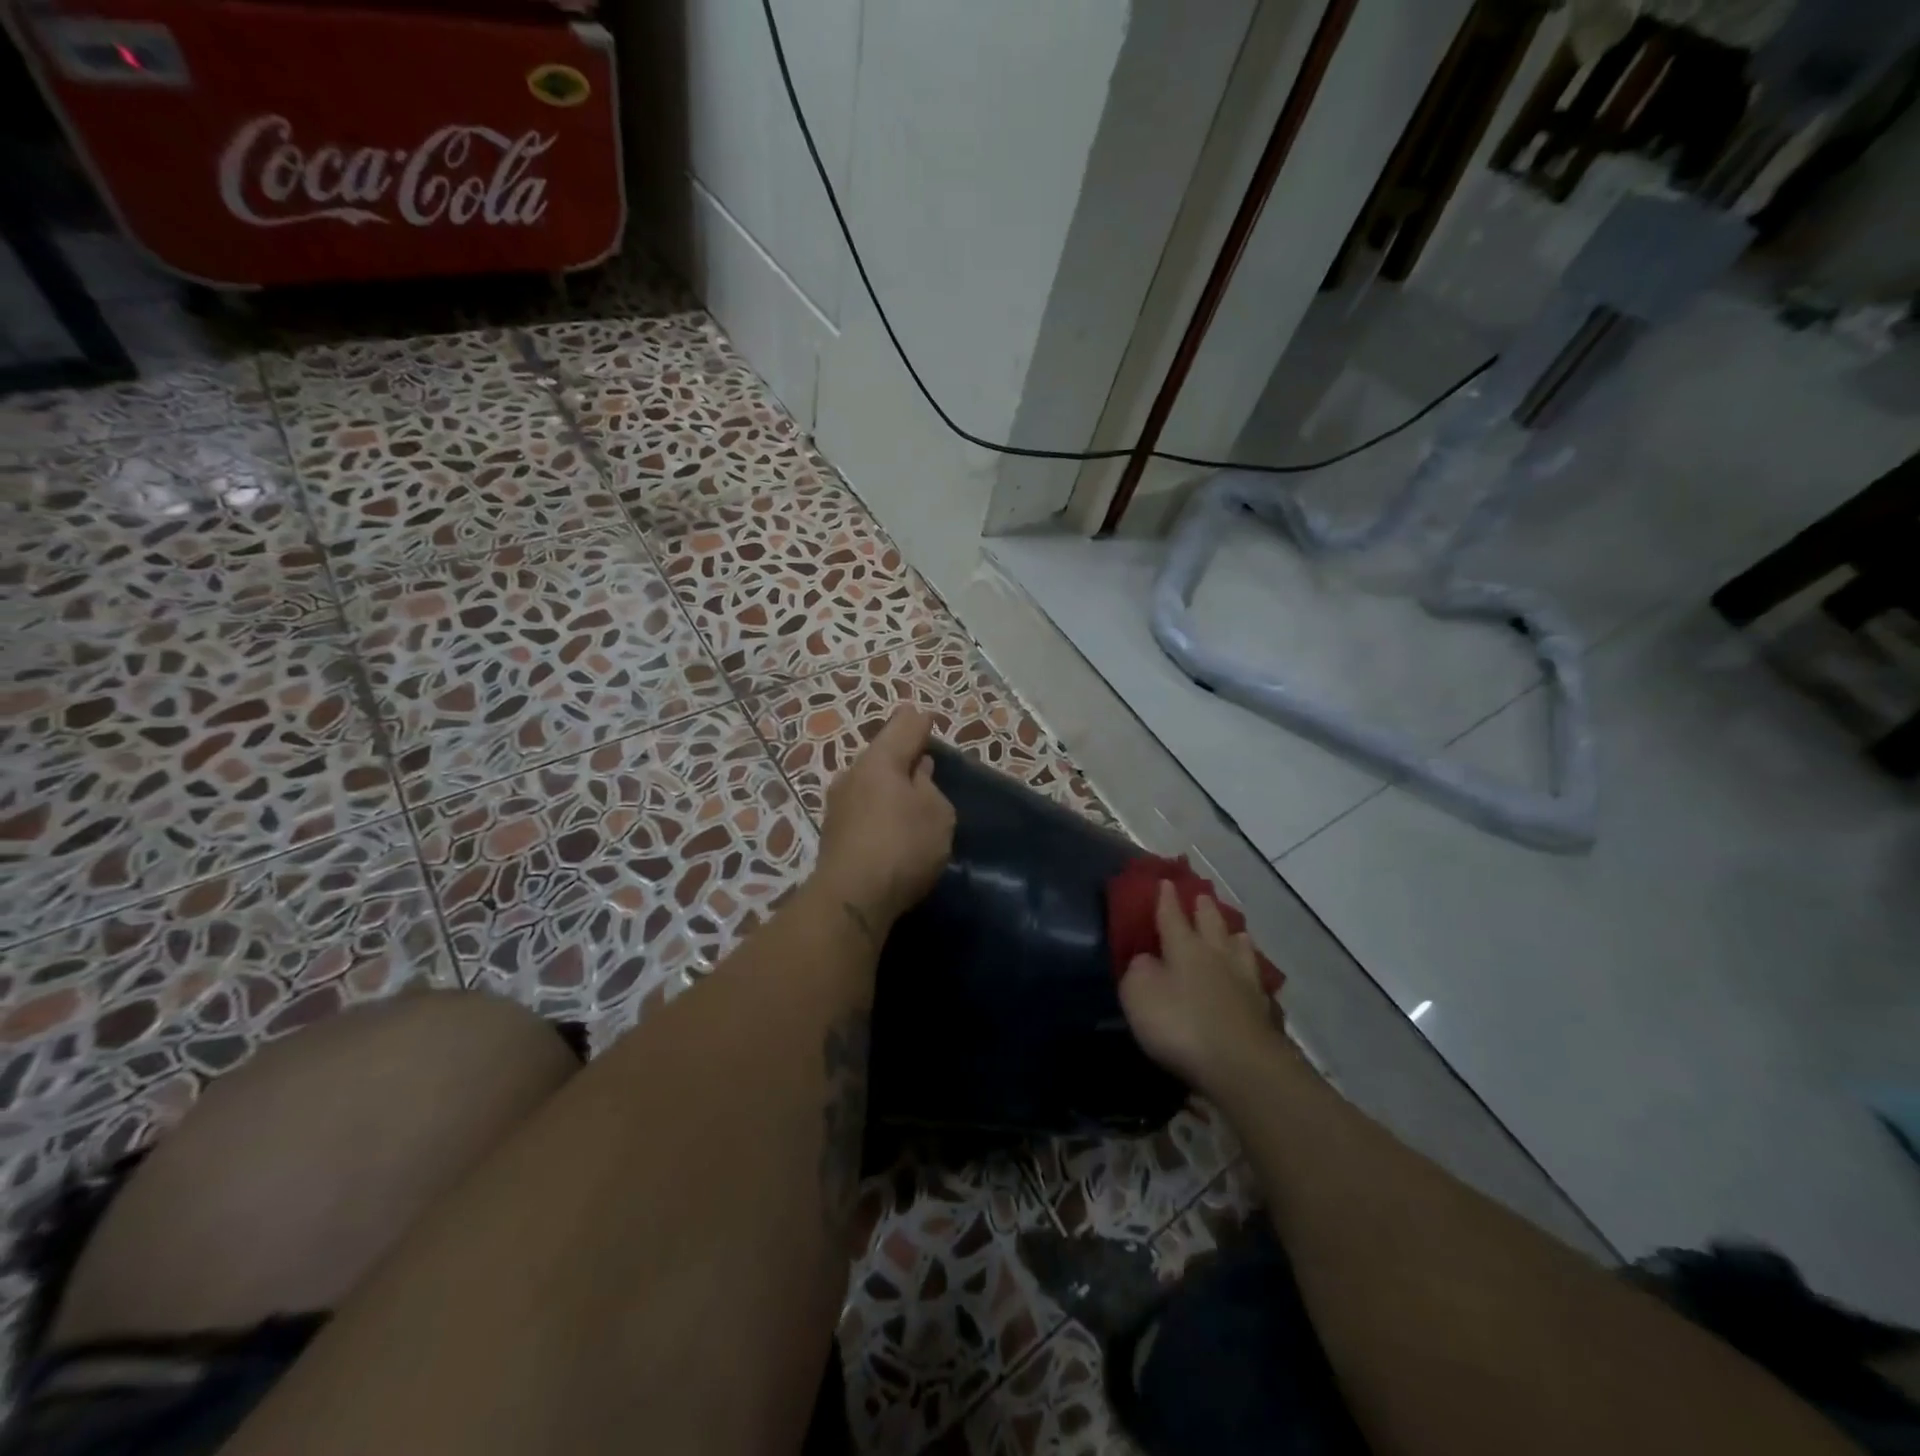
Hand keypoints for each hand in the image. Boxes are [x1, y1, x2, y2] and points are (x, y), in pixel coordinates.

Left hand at [814, 709, 955, 938]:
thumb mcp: (937, 813)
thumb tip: (917, 772)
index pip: (903, 728)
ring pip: (869, 782)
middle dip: (902, 754)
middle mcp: (853, 774)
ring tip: (910, 791)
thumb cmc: (903, 846)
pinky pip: (863, 807)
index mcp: (881, 760)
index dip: (918, 722)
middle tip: (921, 756)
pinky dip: (879, 806)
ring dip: (889, 783)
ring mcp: (838, 804)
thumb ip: (930, 787)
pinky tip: (890, 819)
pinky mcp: (834, 832)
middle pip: (882, 754)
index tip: (925, 717)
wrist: (851, 898)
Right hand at [1118, 882, 1283, 1093]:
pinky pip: (1255, 980)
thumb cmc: (1180, 1023)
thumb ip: (1139, 971)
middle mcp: (1216, 955)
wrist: (1241, 1066)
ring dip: (1234, 936)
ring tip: (1235, 931)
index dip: (1166, 899)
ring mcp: (1244, 981)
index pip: (1171, 915)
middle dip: (1204, 909)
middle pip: (1211, 924)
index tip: (1165, 881)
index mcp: (1184, 947)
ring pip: (1239, 948)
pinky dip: (1249, 971)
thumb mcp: (1139, 994)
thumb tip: (1147, 959)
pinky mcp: (1262, 1010)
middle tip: (1202, 895)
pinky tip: (1251, 975)